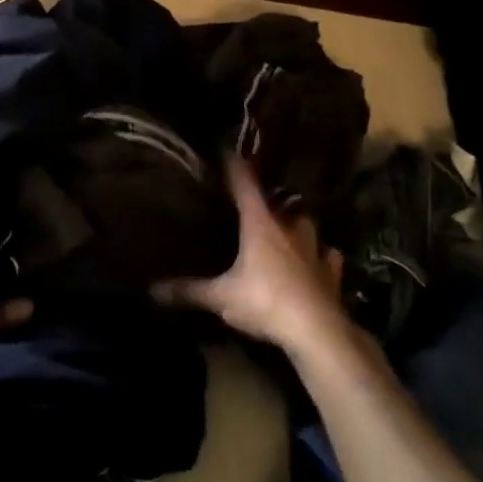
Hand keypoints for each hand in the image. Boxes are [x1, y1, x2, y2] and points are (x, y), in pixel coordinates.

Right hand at [157, 156, 349, 357]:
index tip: (225, 150)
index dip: (234, 167)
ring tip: (285, 228)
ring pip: (306, 225)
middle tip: (254, 202)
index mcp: (260, 225)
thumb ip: (188, 290)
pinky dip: (322, 255)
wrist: (318, 331)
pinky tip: (319, 259)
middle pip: (279, 203)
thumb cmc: (265, 302)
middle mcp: (289, 229)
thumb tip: (151, 289)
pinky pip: (327, 256)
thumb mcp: (220, 297)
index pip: (245, 185)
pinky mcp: (330, 273)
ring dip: (295, 224)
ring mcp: (314, 250)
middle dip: (267, 200)